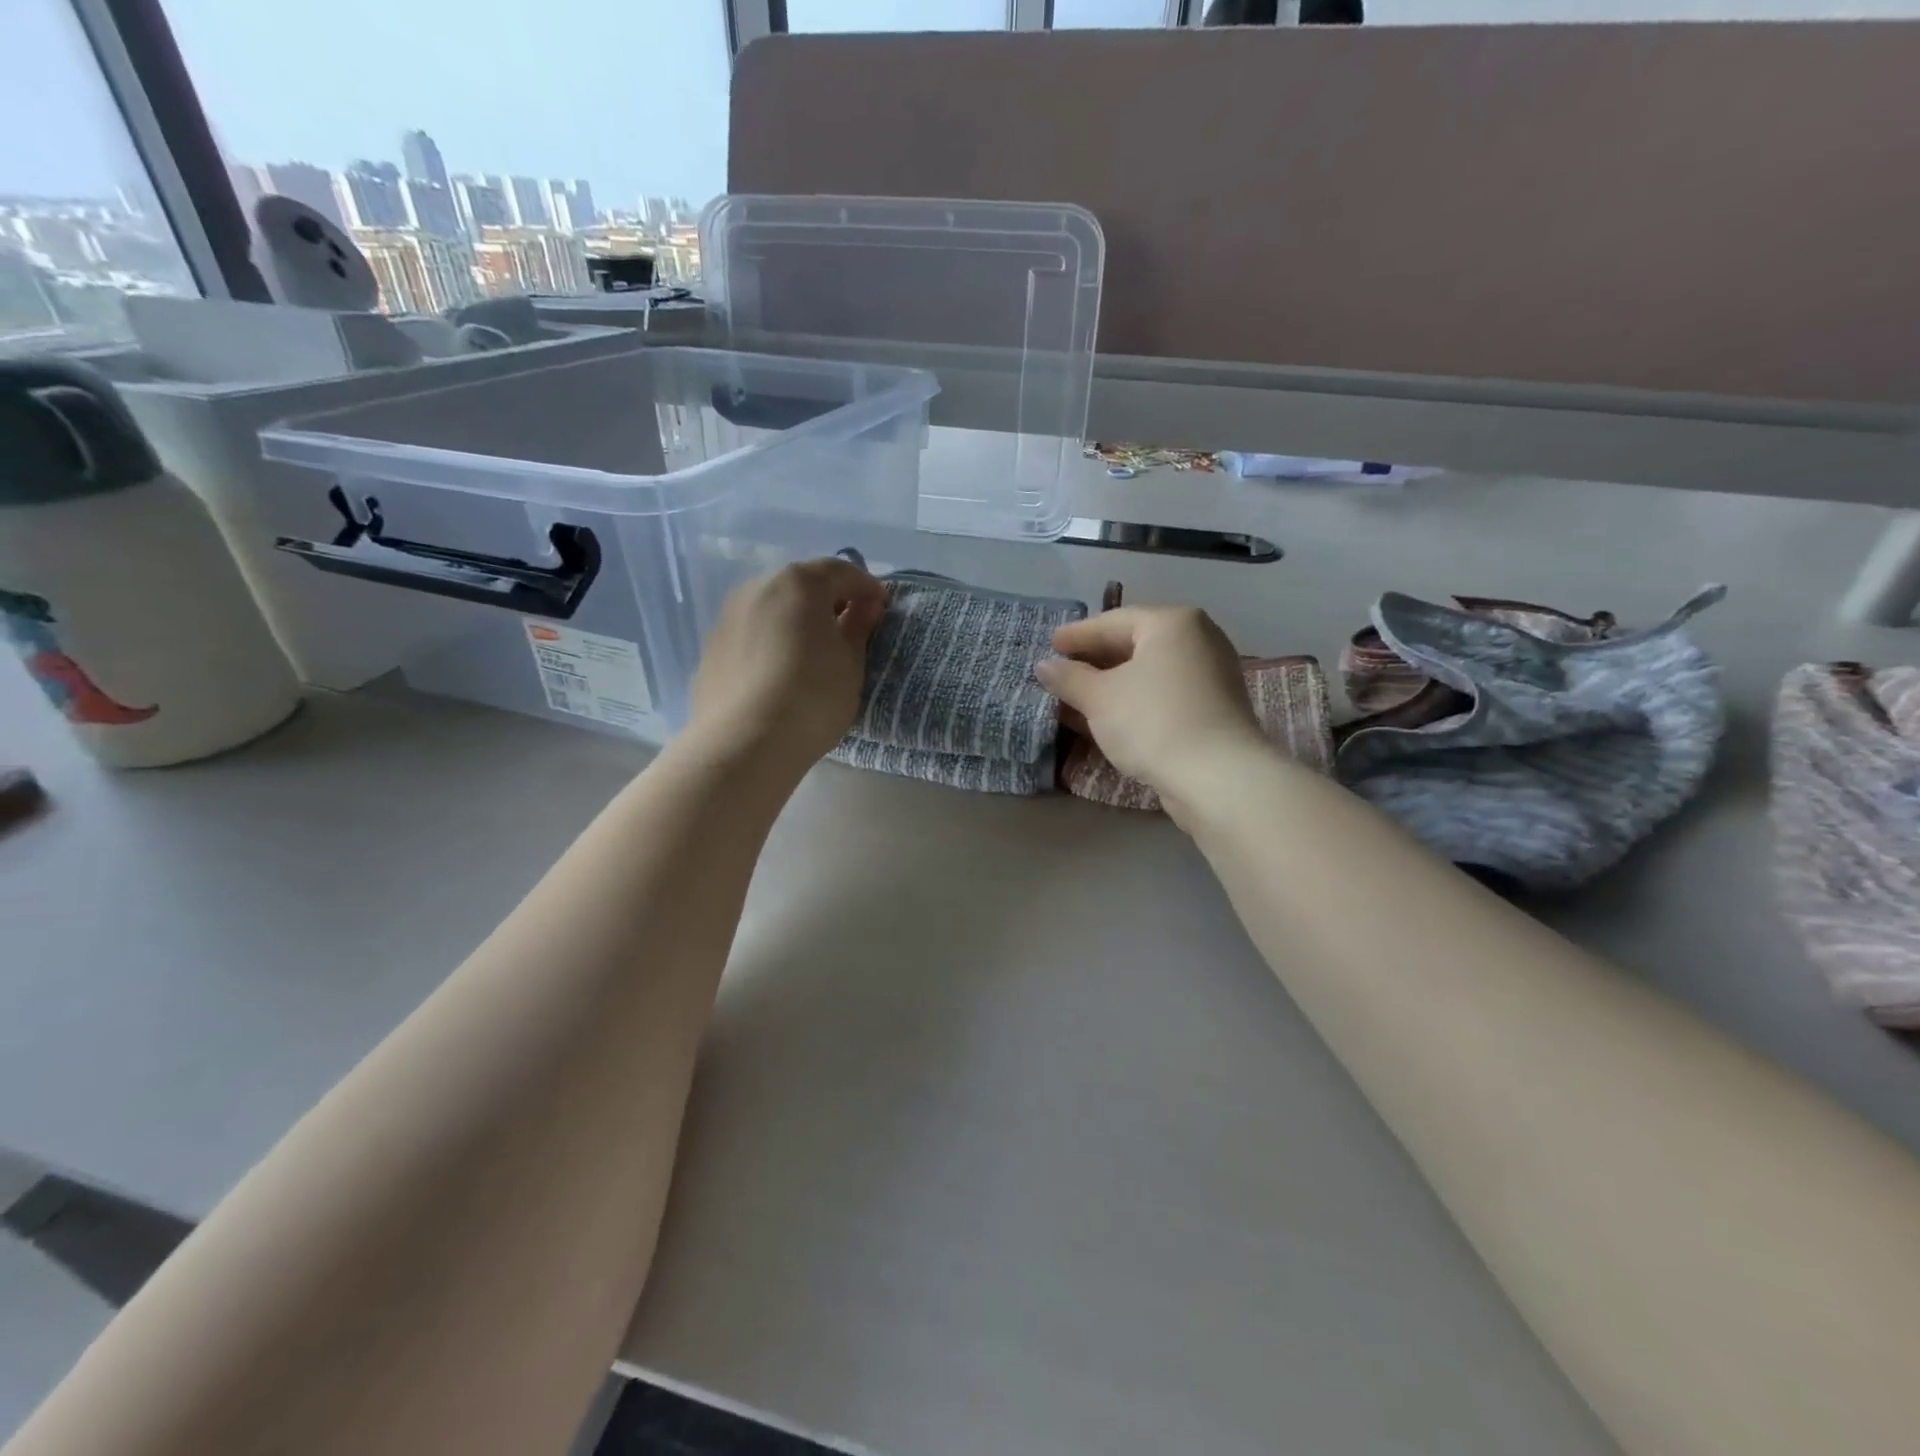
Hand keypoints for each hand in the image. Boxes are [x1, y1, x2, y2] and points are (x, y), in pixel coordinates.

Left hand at [688, 558, 885, 772]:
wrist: (745, 743)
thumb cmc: (812, 697)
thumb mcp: (850, 662)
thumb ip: (858, 626)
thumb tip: (865, 606)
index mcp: (799, 584)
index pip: (841, 571)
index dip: (866, 587)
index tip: (881, 608)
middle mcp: (758, 588)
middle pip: (801, 585)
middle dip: (828, 600)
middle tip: (848, 628)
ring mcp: (728, 616)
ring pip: (772, 608)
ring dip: (795, 620)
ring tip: (812, 652)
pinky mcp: (711, 648)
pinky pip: (752, 634)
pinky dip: (771, 641)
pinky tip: (780, 672)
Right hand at [1035, 606, 1267, 810]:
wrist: (1218, 778)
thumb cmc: (1153, 723)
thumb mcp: (1100, 698)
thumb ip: (1069, 678)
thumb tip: (1045, 666)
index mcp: (1172, 623)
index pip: (1113, 621)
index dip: (1077, 634)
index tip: (1051, 644)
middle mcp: (1198, 639)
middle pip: (1134, 644)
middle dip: (1094, 661)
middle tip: (1062, 671)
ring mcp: (1211, 674)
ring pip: (1149, 672)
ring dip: (1112, 685)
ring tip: (1077, 699)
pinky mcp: (1214, 708)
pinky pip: (1164, 693)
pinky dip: (1135, 700)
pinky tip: (1109, 718)